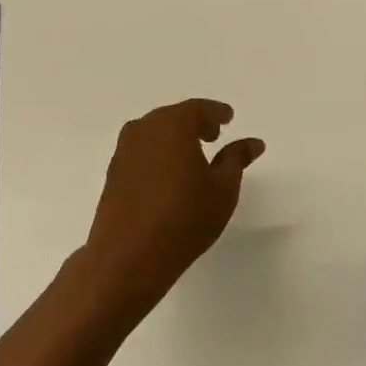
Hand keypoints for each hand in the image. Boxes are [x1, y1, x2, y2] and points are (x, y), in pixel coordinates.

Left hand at [82, 99, 265, 309]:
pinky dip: (158, 155)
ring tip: (192, 156)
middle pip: (173, 117)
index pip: (198, 109)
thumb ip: (236, 159)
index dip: (216, 113)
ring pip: (154, 134)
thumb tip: (252, 142)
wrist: (129, 256)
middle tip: (213, 135)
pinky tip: (169, 175)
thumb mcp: (223, 189)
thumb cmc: (185, 218)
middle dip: (194, 123)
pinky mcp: (113, 174)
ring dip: (174, 139)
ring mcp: (124, 151)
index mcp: (173, 125)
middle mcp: (144, 129)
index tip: (228, 118)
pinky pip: (141, 152)